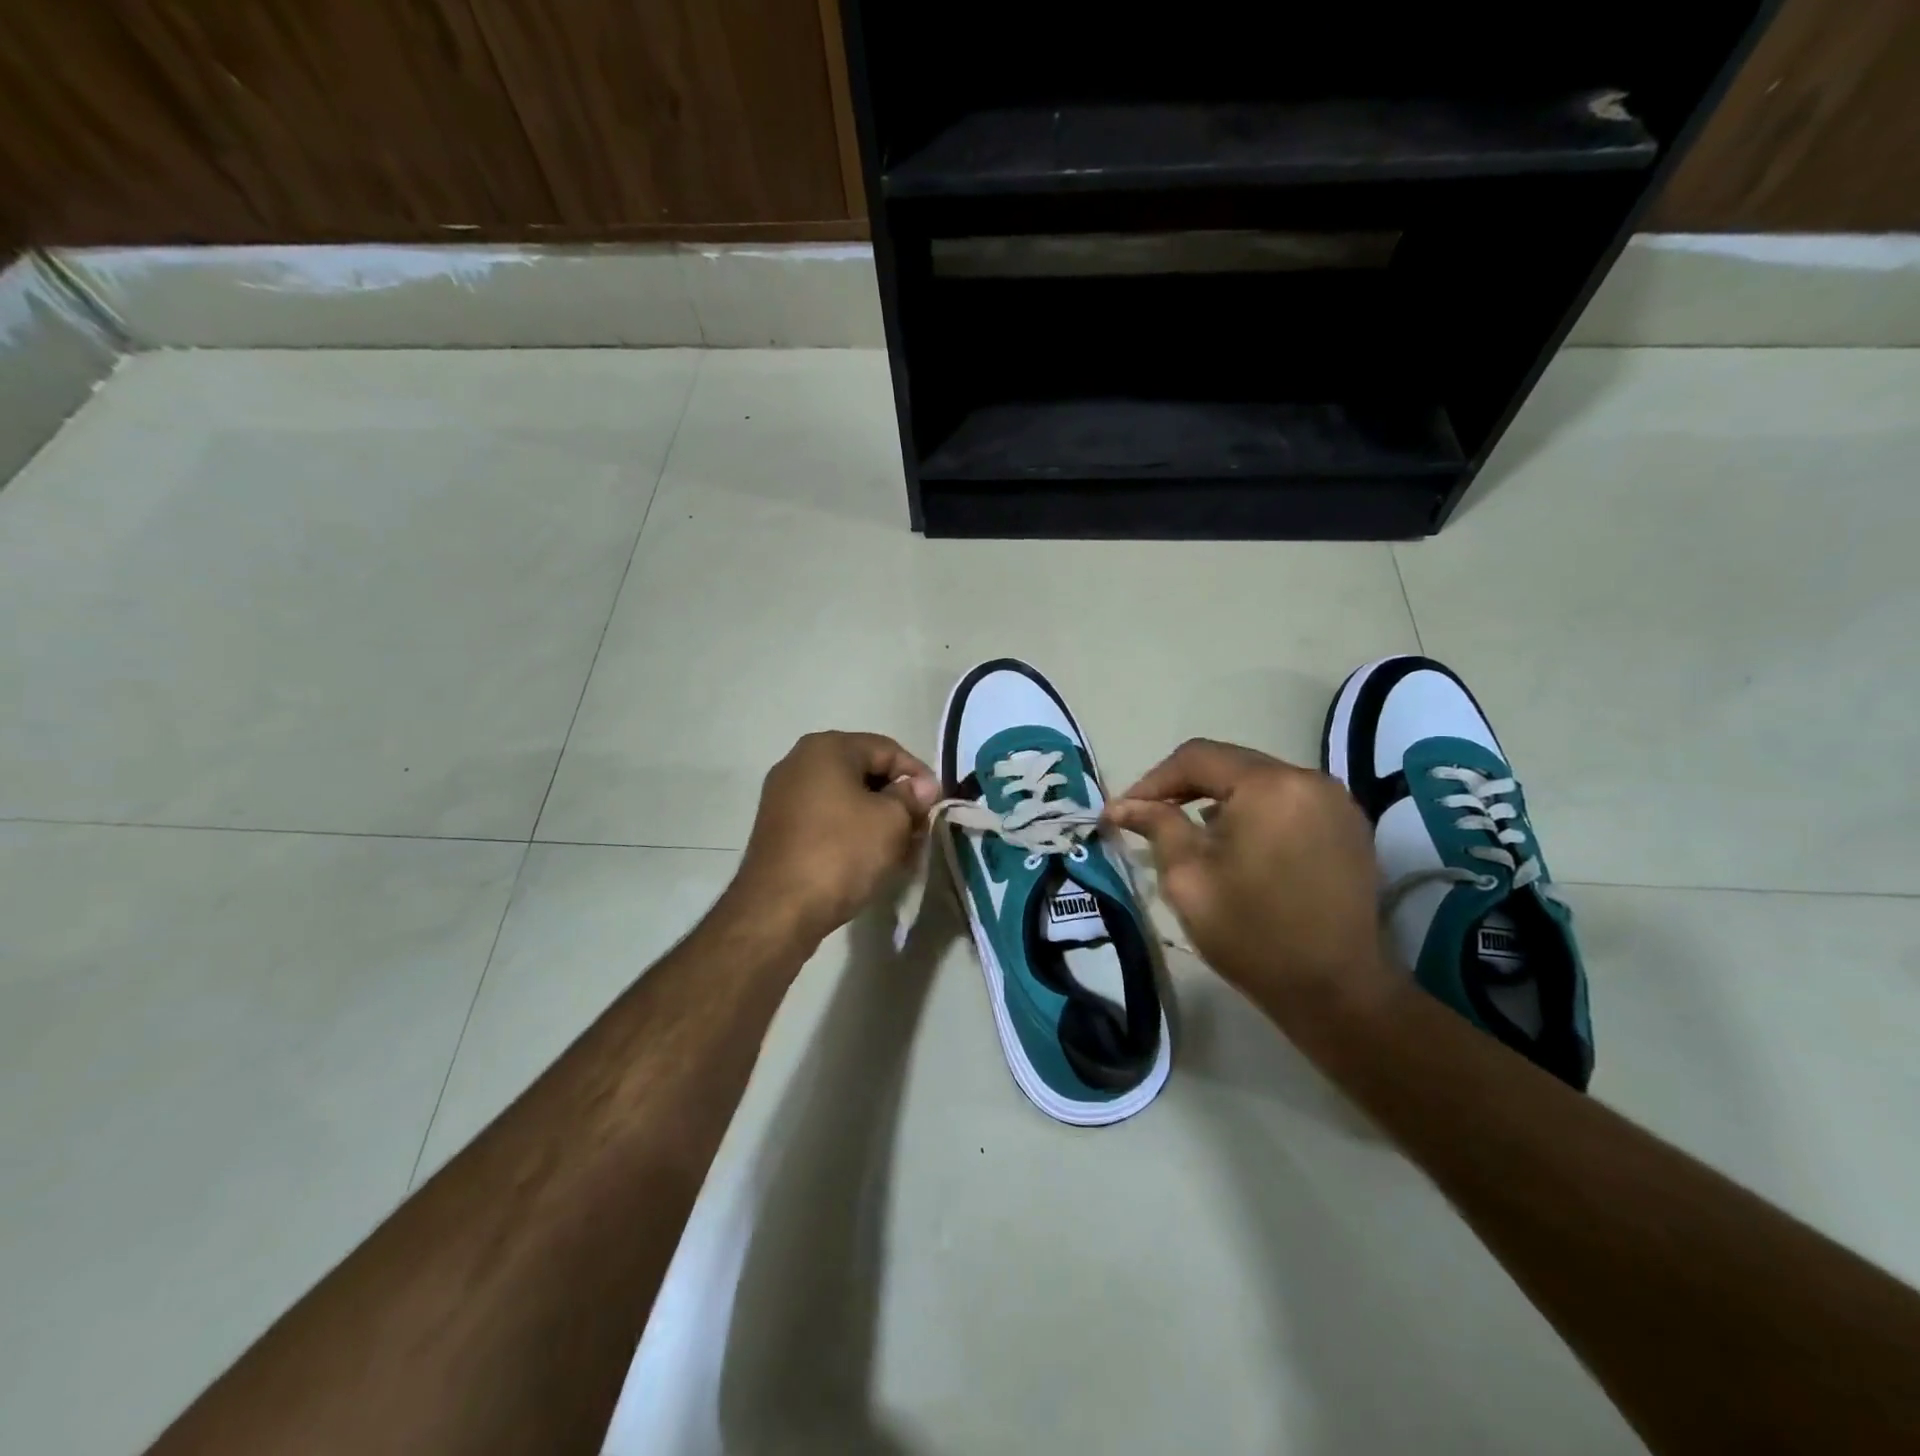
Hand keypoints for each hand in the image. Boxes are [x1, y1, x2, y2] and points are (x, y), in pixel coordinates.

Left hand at [731, 731, 939, 943]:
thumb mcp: (891, 821)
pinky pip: (826, 818)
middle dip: (897, 799)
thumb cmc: (841, 853)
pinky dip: (852, 831)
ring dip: (877, 818)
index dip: (918, 776)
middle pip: (865, 772)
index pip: (887, 749)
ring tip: (900, 848)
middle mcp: (799, 762)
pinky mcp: (779, 827)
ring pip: (846, 797)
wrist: (778, 910)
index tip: (937, 806)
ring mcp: (784, 795)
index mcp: (826, 748)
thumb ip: (911, 796)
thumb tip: (922, 786)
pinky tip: (870, 857)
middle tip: (921, 829)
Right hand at [1105, 738, 1394, 1031]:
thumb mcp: (1188, 877)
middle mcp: (1310, 780)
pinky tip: (1236, 846)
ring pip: (1258, 783)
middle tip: (1149, 818)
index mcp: (1270, 785)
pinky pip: (1287, 802)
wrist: (1337, 993)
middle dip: (1184, 788)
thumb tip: (1122, 806)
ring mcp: (1336, 803)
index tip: (1123, 812)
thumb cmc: (1253, 934)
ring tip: (1189, 834)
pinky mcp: (1348, 828)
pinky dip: (1253, 814)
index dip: (1153, 781)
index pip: (1197, 758)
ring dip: (1219, 801)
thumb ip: (1157, 826)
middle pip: (1231, 765)